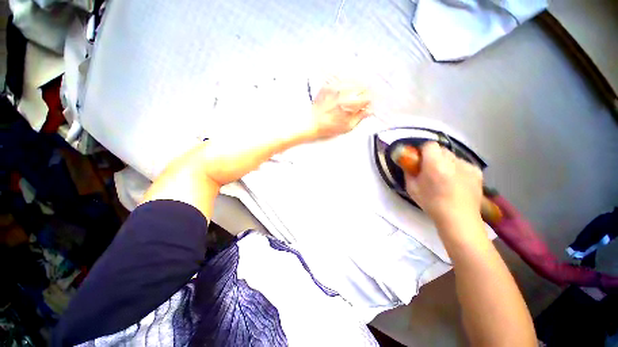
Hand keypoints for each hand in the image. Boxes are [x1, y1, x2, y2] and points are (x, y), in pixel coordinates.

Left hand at [308, 78, 371, 139]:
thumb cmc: (328, 128)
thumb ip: (360, 117)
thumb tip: (369, 110)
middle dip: (364, 93)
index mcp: (348, 104)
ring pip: (353, 80)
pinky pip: (341, 78)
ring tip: (355, 95)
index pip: (367, 98)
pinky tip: (346, 90)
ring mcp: (334, 87)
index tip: (367, 106)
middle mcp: (342, 93)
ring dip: (357, 87)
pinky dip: (347, 82)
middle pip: (362, 86)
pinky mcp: (328, 85)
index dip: (369, 102)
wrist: (311, 123)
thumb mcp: (347, 127)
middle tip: (362, 100)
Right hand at [405, 142, 483, 227]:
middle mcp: (453, 161)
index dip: (422, 151)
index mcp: (435, 164)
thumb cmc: (431, 203)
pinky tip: (456, 182)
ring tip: (444, 178)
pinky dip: (457, 169)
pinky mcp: (477, 172)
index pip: (429, 145)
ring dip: (445, 162)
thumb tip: (408, 164)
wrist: (458, 219)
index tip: (419, 160)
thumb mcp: (412, 188)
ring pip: (452, 156)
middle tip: (430, 169)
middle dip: (433, 156)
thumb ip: (408, 172)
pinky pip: (462, 164)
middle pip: (441, 149)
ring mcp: (468, 165)